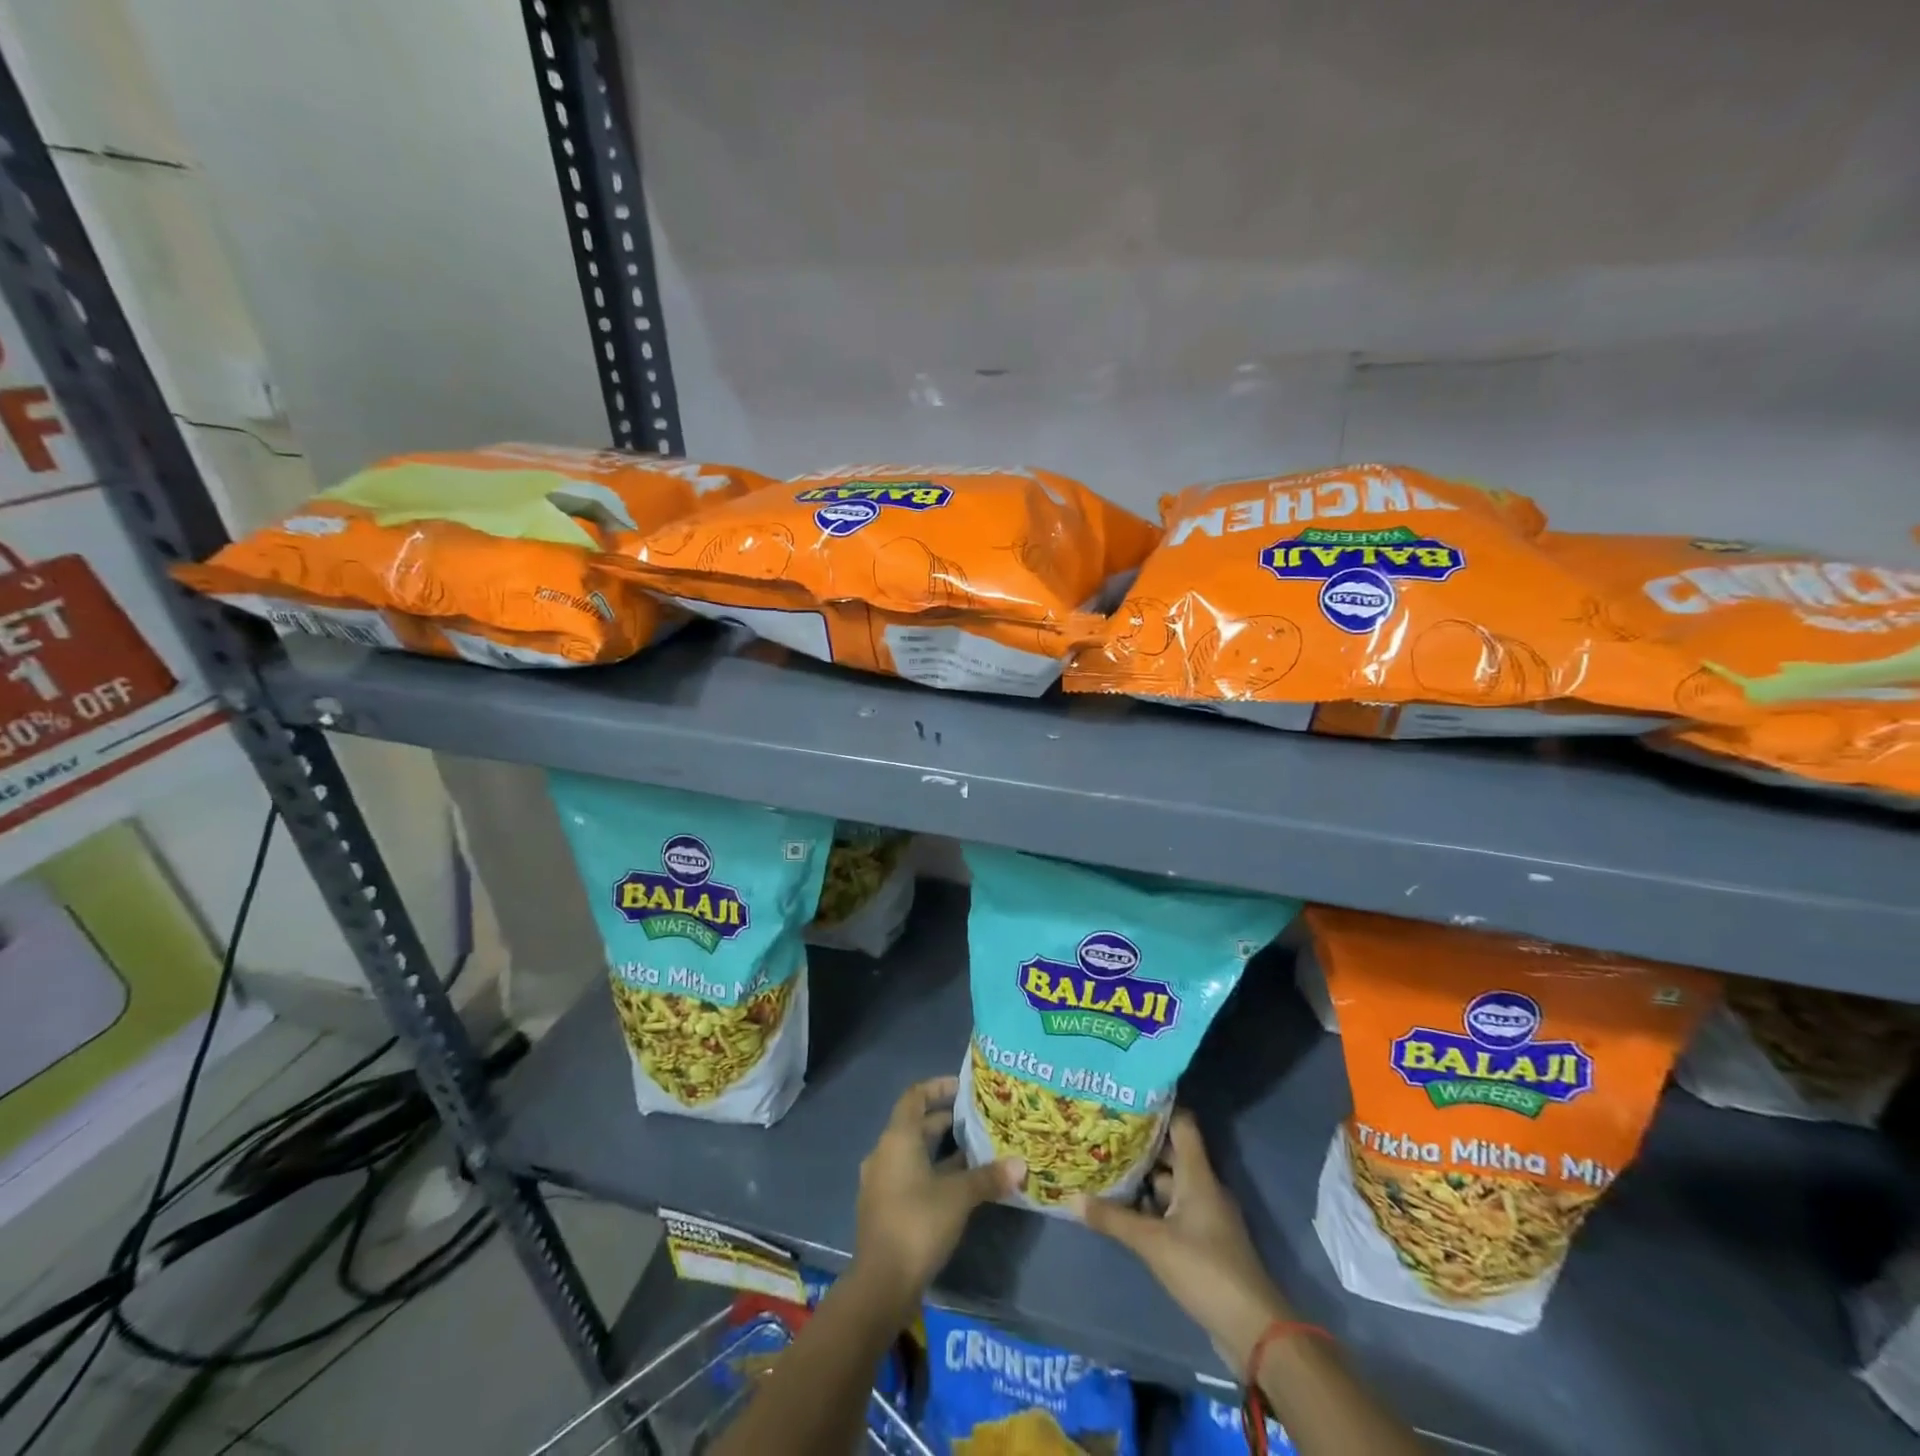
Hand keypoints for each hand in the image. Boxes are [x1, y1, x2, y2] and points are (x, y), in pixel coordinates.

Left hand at [852, 1077, 1023, 1309]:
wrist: (880, 1284)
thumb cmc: (918, 1224)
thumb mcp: (959, 1197)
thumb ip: (988, 1177)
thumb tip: (1022, 1165)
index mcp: (897, 1138)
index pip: (915, 1096)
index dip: (938, 1087)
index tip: (963, 1087)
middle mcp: (885, 1152)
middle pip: (915, 1125)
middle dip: (946, 1120)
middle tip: (978, 1120)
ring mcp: (881, 1181)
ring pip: (914, 1153)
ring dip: (941, 1150)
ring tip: (975, 1151)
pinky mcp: (884, 1207)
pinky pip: (910, 1175)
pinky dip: (932, 1172)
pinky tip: (959, 1186)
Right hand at [1076, 1110, 1288, 1371]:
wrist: (1253, 1329)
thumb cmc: (1205, 1269)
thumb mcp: (1153, 1242)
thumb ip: (1113, 1219)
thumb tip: (1072, 1197)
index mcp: (1198, 1175)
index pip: (1182, 1124)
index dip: (1158, 1107)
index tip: (1126, 1097)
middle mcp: (1203, 1187)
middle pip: (1171, 1153)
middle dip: (1139, 1144)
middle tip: (1102, 1132)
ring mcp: (1205, 1215)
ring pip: (1169, 1184)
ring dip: (1142, 1178)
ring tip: (1105, 1166)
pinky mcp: (1203, 1241)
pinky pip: (1173, 1210)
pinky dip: (1150, 1206)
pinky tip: (1124, 1209)